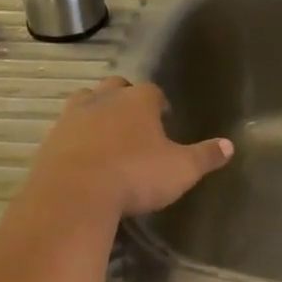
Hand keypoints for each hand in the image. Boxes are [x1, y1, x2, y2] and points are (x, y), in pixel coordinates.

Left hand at [25, 77, 233, 219]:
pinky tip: (82, 157)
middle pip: (116, 88)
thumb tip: (230, 146)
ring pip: (85, 102)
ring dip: (96, 112)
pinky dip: (75, 138)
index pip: (153, 91)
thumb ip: (205, 156)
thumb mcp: (181, 170)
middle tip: (134, 123)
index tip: (164, 119)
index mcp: (138, 101)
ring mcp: (73, 117)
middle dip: (125, 99)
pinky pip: (65, 130)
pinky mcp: (50, 139)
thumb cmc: (135, 176)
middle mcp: (104, 99)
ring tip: (105, 135)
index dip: (159, 104)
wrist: (74, 194)